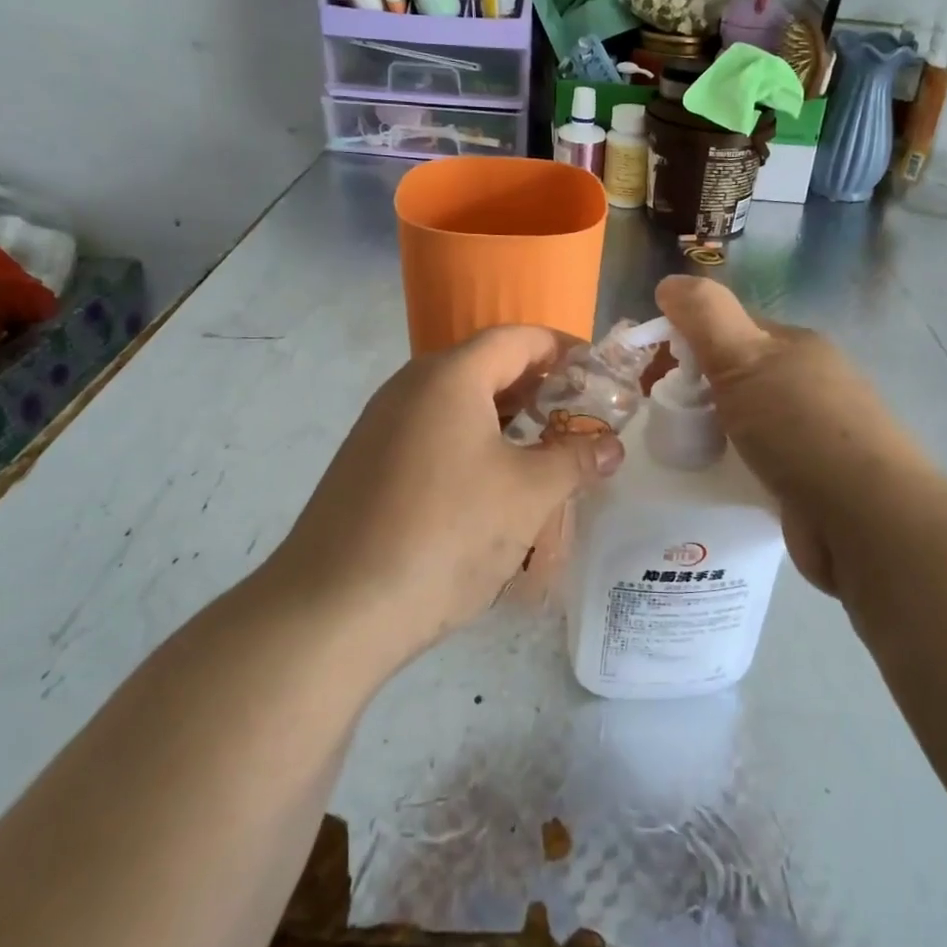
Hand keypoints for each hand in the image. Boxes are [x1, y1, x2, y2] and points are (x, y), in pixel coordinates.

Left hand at [277, 326, 624, 660]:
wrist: (335, 608)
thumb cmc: (446, 534)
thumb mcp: (527, 495)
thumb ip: (575, 459)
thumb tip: (611, 446)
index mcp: (450, 377)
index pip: (518, 339)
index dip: (564, 350)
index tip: (600, 376)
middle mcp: (410, 387)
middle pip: (486, 367)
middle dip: (538, 388)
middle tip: (578, 420)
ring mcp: (381, 425)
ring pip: (458, 403)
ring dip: (505, 419)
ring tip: (543, 454)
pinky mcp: (367, 463)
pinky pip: (432, 434)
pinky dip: (471, 443)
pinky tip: (490, 486)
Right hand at [655, 274, 929, 594]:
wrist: (863, 517)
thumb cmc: (798, 427)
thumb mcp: (743, 358)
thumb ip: (705, 316)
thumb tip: (670, 281)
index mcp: (796, 346)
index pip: (732, 327)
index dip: (689, 339)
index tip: (654, 368)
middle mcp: (810, 383)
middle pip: (739, 375)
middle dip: (699, 389)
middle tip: (663, 414)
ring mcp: (815, 432)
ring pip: (749, 419)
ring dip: (716, 429)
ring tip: (682, 448)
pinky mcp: (813, 478)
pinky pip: (760, 460)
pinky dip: (736, 464)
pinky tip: (717, 478)